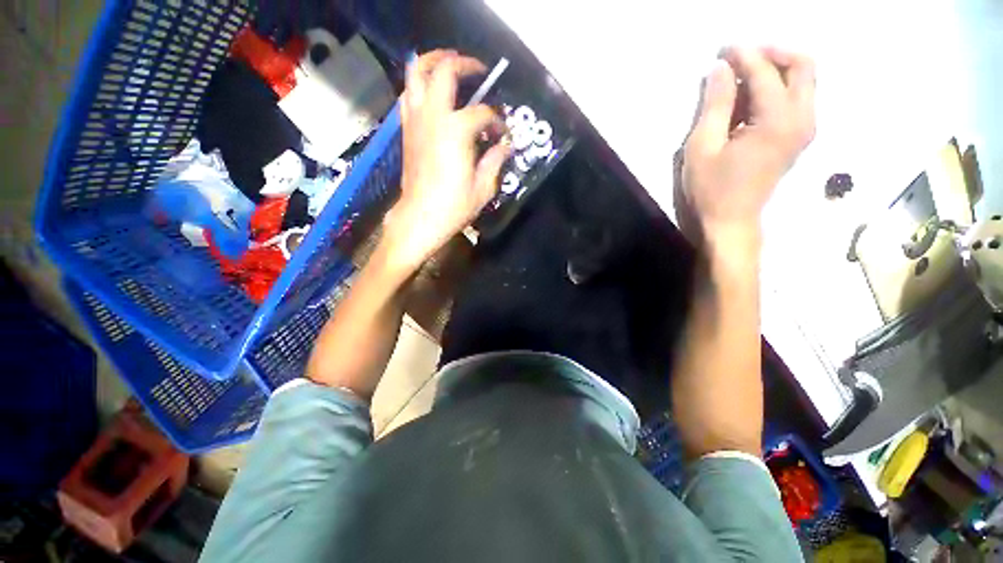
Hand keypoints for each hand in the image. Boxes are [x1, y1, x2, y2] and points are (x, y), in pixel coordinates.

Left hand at [383, 50, 509, 271]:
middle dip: (464, 63)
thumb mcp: (483, 188)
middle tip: (478, 69)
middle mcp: (433, 117)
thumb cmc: (453, 206)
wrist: (419, 217)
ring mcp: (415, 121)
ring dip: (432, 61)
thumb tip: (505, 147)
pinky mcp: (406, 130)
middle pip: (444, 72)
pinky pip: (408, 95)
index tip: (503, 135)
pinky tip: (430, 91)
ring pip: (416, 73)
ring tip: (448, 62)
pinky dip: (417, 85)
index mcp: (456, 131)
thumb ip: (495, 162)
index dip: (497, 122)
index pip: (483, 114)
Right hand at [682, 47, 814, 248]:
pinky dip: (780, 87)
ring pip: (805, 80)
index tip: (722, 49)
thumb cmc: (711, 189)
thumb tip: (721, 69)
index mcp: (777, 122)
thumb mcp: (702, 147)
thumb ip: (715, 105)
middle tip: (741, 57)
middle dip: (772, 53)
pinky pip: (799, 97)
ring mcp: (805, 129)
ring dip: (777, 68)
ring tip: (744, 75)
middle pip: (803, 66)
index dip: (744, 55)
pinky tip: (753, 97)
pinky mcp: (799, 137)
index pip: (766, 73)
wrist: (731, 220)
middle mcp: (802, 119)